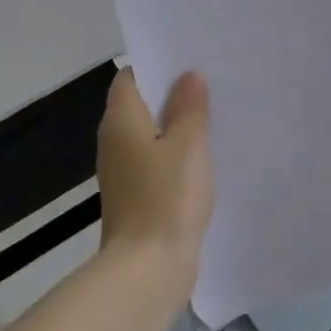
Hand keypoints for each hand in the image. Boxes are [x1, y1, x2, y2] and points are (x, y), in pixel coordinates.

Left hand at [96, 69, 214, 285]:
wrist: (148, 269)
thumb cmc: (167, 197)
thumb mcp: (187, 144)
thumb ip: (189, 107)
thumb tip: (187, 76)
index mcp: (121, 120)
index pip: (131, 78)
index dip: (158, 65)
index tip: (190, 61)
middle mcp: (114, 141)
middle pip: (141, 105)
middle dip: (173, 95)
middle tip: (212, 84)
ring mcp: (123, 172)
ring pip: (151, 136)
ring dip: (177, 127)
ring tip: (215, 116)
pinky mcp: (136, 196)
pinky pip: (156, 162)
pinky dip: (176, 155)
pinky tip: (206, 158)